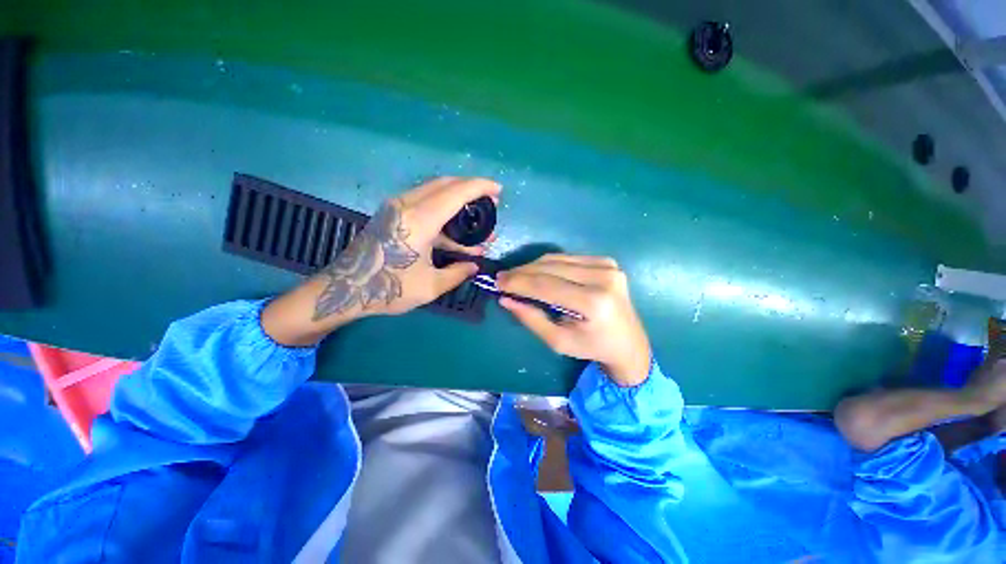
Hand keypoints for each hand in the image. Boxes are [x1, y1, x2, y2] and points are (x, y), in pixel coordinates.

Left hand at [314, 177, 500, 317]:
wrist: (344, 289)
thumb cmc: (388, 288)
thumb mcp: (430, 286)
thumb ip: (457, 273)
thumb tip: (475, 266)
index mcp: (420, 220)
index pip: (456, 192)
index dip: (480, 187)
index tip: (498, 191)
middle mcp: (407, 205)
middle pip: (445, 184)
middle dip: (471, 189)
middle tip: (490, 204)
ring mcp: (396, 207)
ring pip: (434, 191)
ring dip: (457, 200)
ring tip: (475, 221)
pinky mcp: (391, 214)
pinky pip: (423, 201)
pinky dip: (443, 210)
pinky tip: (453, 232)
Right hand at [497, 254, 651, 386]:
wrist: (628, 341)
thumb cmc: (592, 347)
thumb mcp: (558, 341)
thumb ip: (531, 319)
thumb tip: (506, 299)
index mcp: (594, 303)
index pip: (546, 285)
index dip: (519, 282)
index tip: (498, 282)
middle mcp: (603, 278)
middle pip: (550, 268)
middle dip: (522, 272)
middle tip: (502, 278)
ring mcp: (607, 266)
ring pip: (557, 259)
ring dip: (533, 266)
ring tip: (515, 276)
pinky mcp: (607, 261)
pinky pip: (568, 258)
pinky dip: (548, 264)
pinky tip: (537, 273)